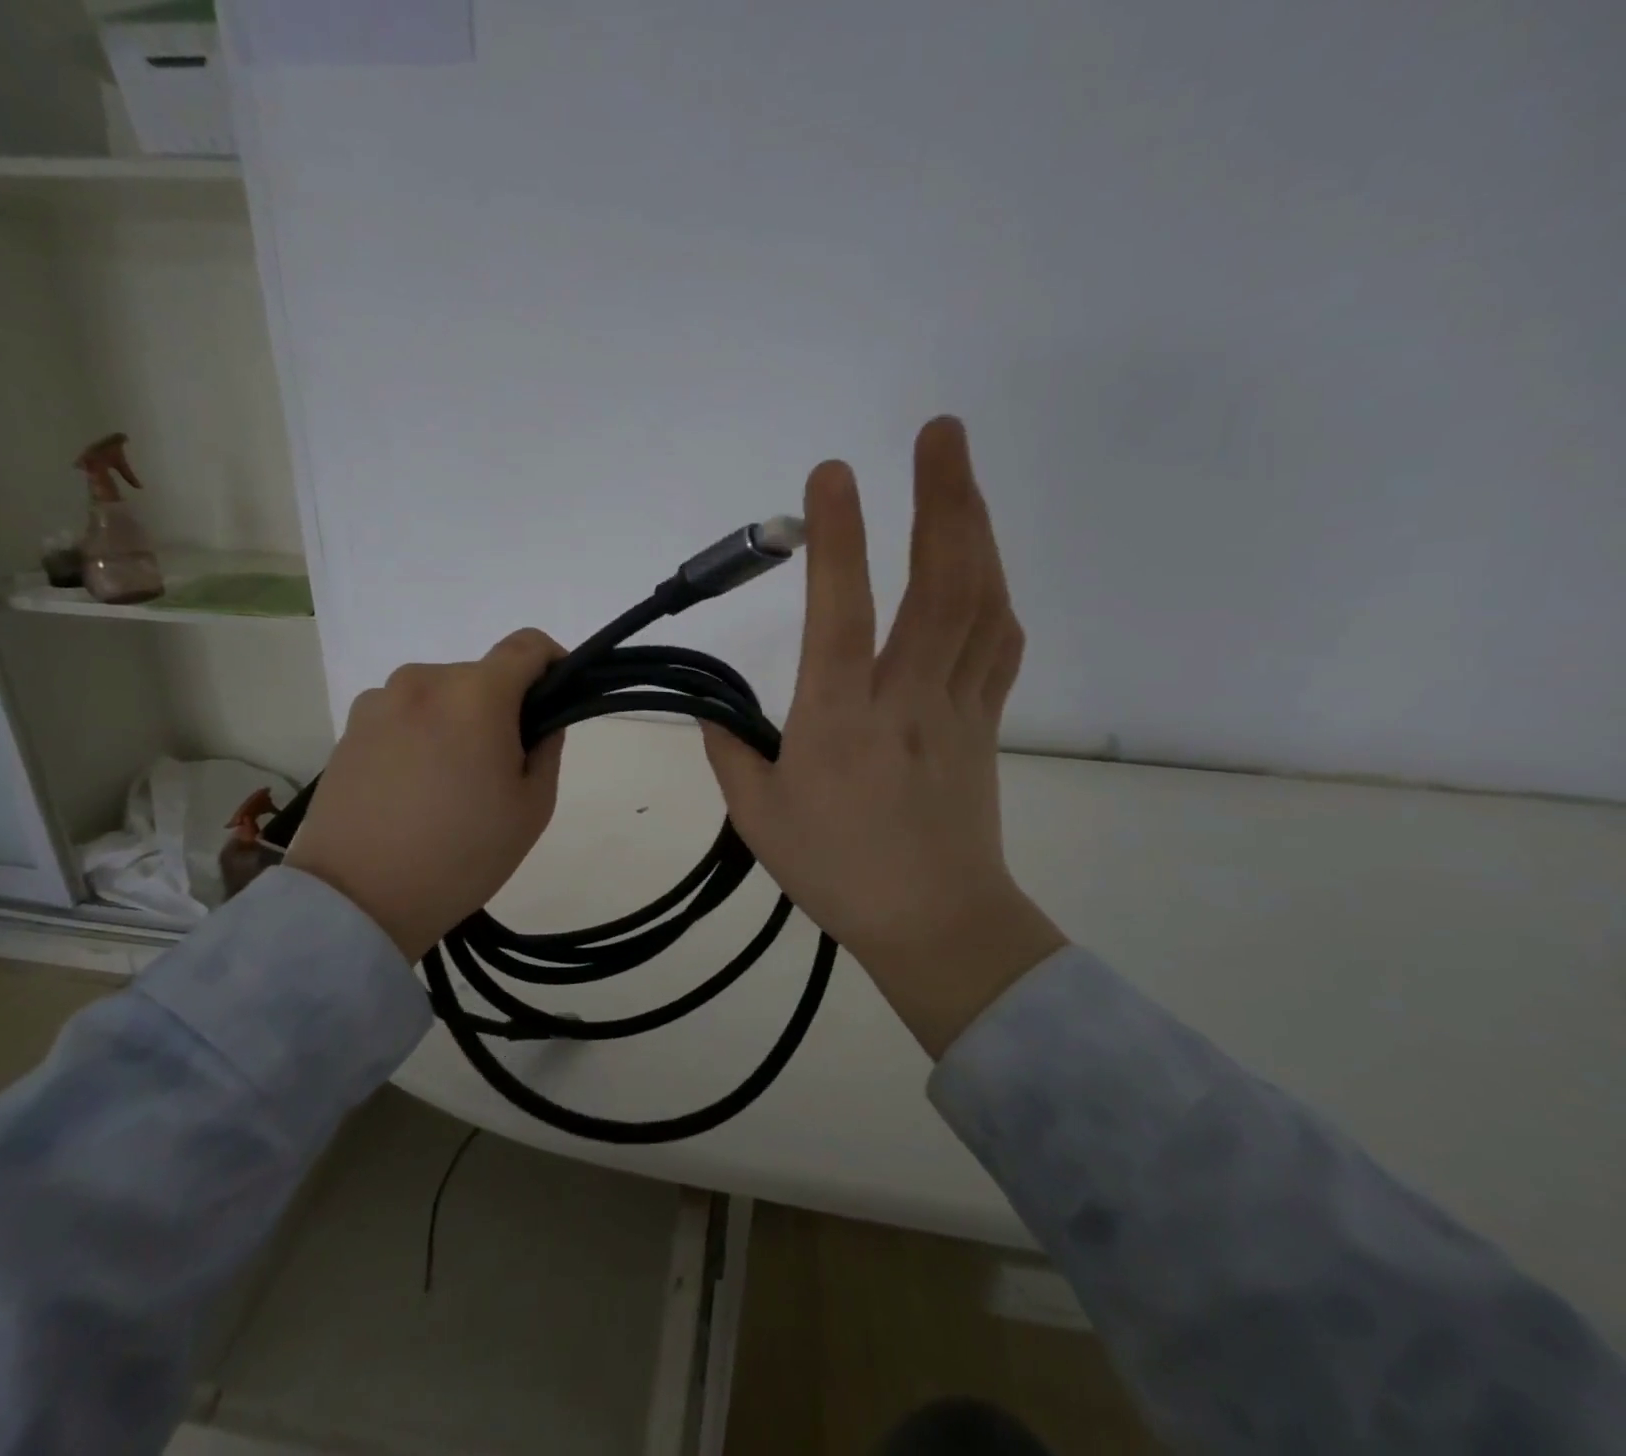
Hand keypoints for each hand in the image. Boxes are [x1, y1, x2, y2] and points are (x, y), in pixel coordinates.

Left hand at [285, 629, 565, 960]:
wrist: (357, 899)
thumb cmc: (462, 853)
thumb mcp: (532, 808)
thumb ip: (547, 748)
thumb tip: (539, 721)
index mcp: (475, 694)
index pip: (527, 645)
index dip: (553, 662)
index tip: (556, 699)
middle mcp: (423, 681)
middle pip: (481, 676)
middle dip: (501, 707)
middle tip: (501, 766)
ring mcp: (378, 701)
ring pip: (440, 696)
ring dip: (457, 720)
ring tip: (450, 783)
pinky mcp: (349, 728)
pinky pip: (403, 715)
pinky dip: (420, 734)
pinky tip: (412, 788)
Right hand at [702, 417, 1066, 1056]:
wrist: (936, 921)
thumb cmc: (839, 872)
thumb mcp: (760, 819)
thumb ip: (730, 753)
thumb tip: (713, 711)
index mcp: (840, 721)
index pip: (842, 613)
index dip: (838, 539)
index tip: (831, 474)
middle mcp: (906, 698)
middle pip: (940, 585)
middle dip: (942, 498)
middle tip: (940, 432)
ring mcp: (957, 706)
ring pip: (981, 603)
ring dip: (975, 528)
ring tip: (959, 475)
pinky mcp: (985, 721)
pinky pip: (999, 644)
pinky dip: (994, 591)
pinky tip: (984, 564)